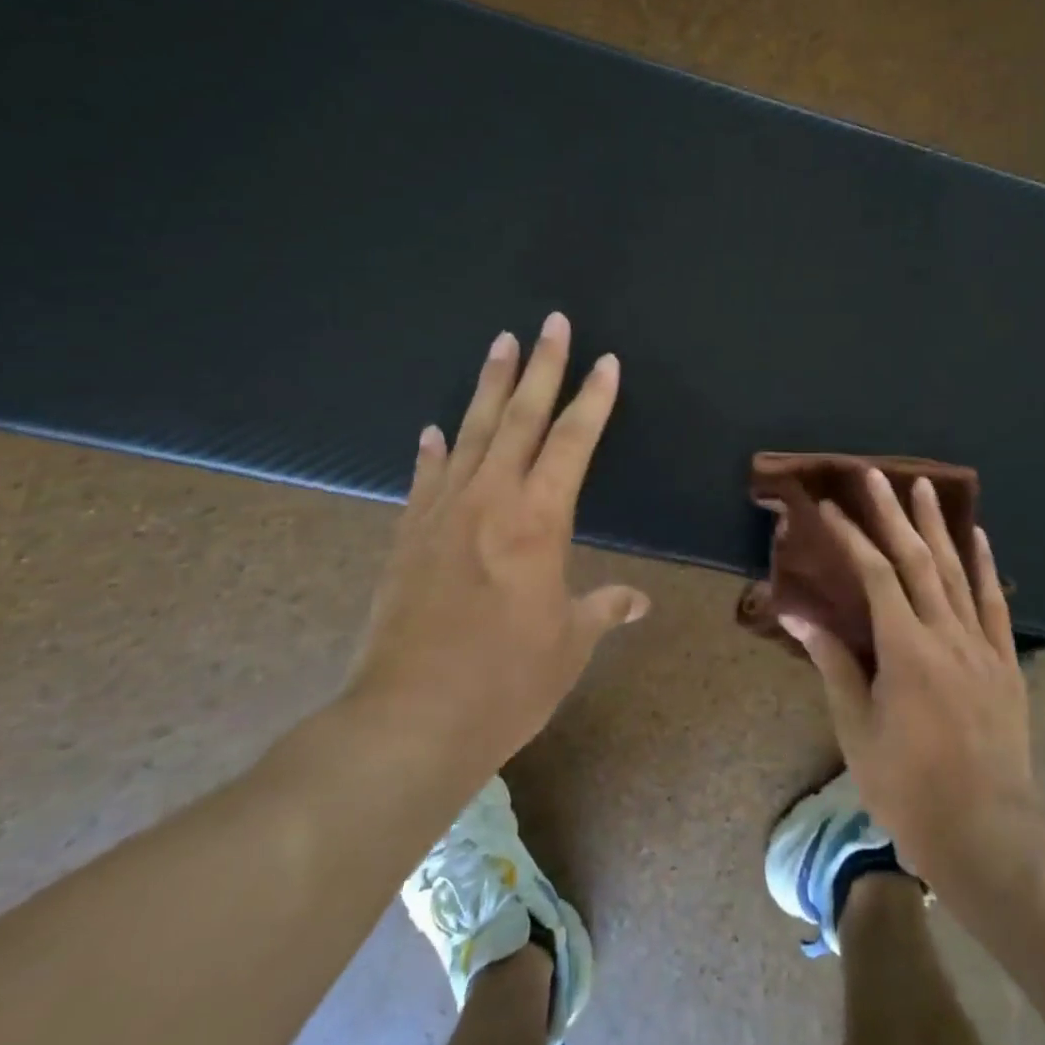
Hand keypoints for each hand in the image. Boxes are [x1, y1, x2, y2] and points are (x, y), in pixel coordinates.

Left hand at [343, 313, 648, 784]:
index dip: (594, 398)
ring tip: (501, 343)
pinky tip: (433, 429)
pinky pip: (425, 477)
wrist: (407, 722)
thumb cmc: (505, 682)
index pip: (574, 440)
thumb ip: (603, 610)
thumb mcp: (568, 645)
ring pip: (472, 431)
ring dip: (490, 386)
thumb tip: (638, 601)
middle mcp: (491, 499)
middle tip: (552, 322)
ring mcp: (442, 512)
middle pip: (522, 417)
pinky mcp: (407, 536)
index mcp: (539, 518)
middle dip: (542, 366)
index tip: (606, 361)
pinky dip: (432, 450)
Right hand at [781, 469, 1034, 879]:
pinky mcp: (1006, 662)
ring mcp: (981, 645)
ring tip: (924, 486)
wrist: (988, 834)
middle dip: (892, 513)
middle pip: (917, 559)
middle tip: (875, 474)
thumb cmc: (908, 786)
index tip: (828, 507)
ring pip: (956, 570)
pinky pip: (994, 602)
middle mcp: (946, 633)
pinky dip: (984, 565)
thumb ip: (832, 662)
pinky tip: (978, 536)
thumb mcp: (856, 728)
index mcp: (905, 649)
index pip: (875, 575)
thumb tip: (796, 611)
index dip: (850, 537)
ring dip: (938, 525)